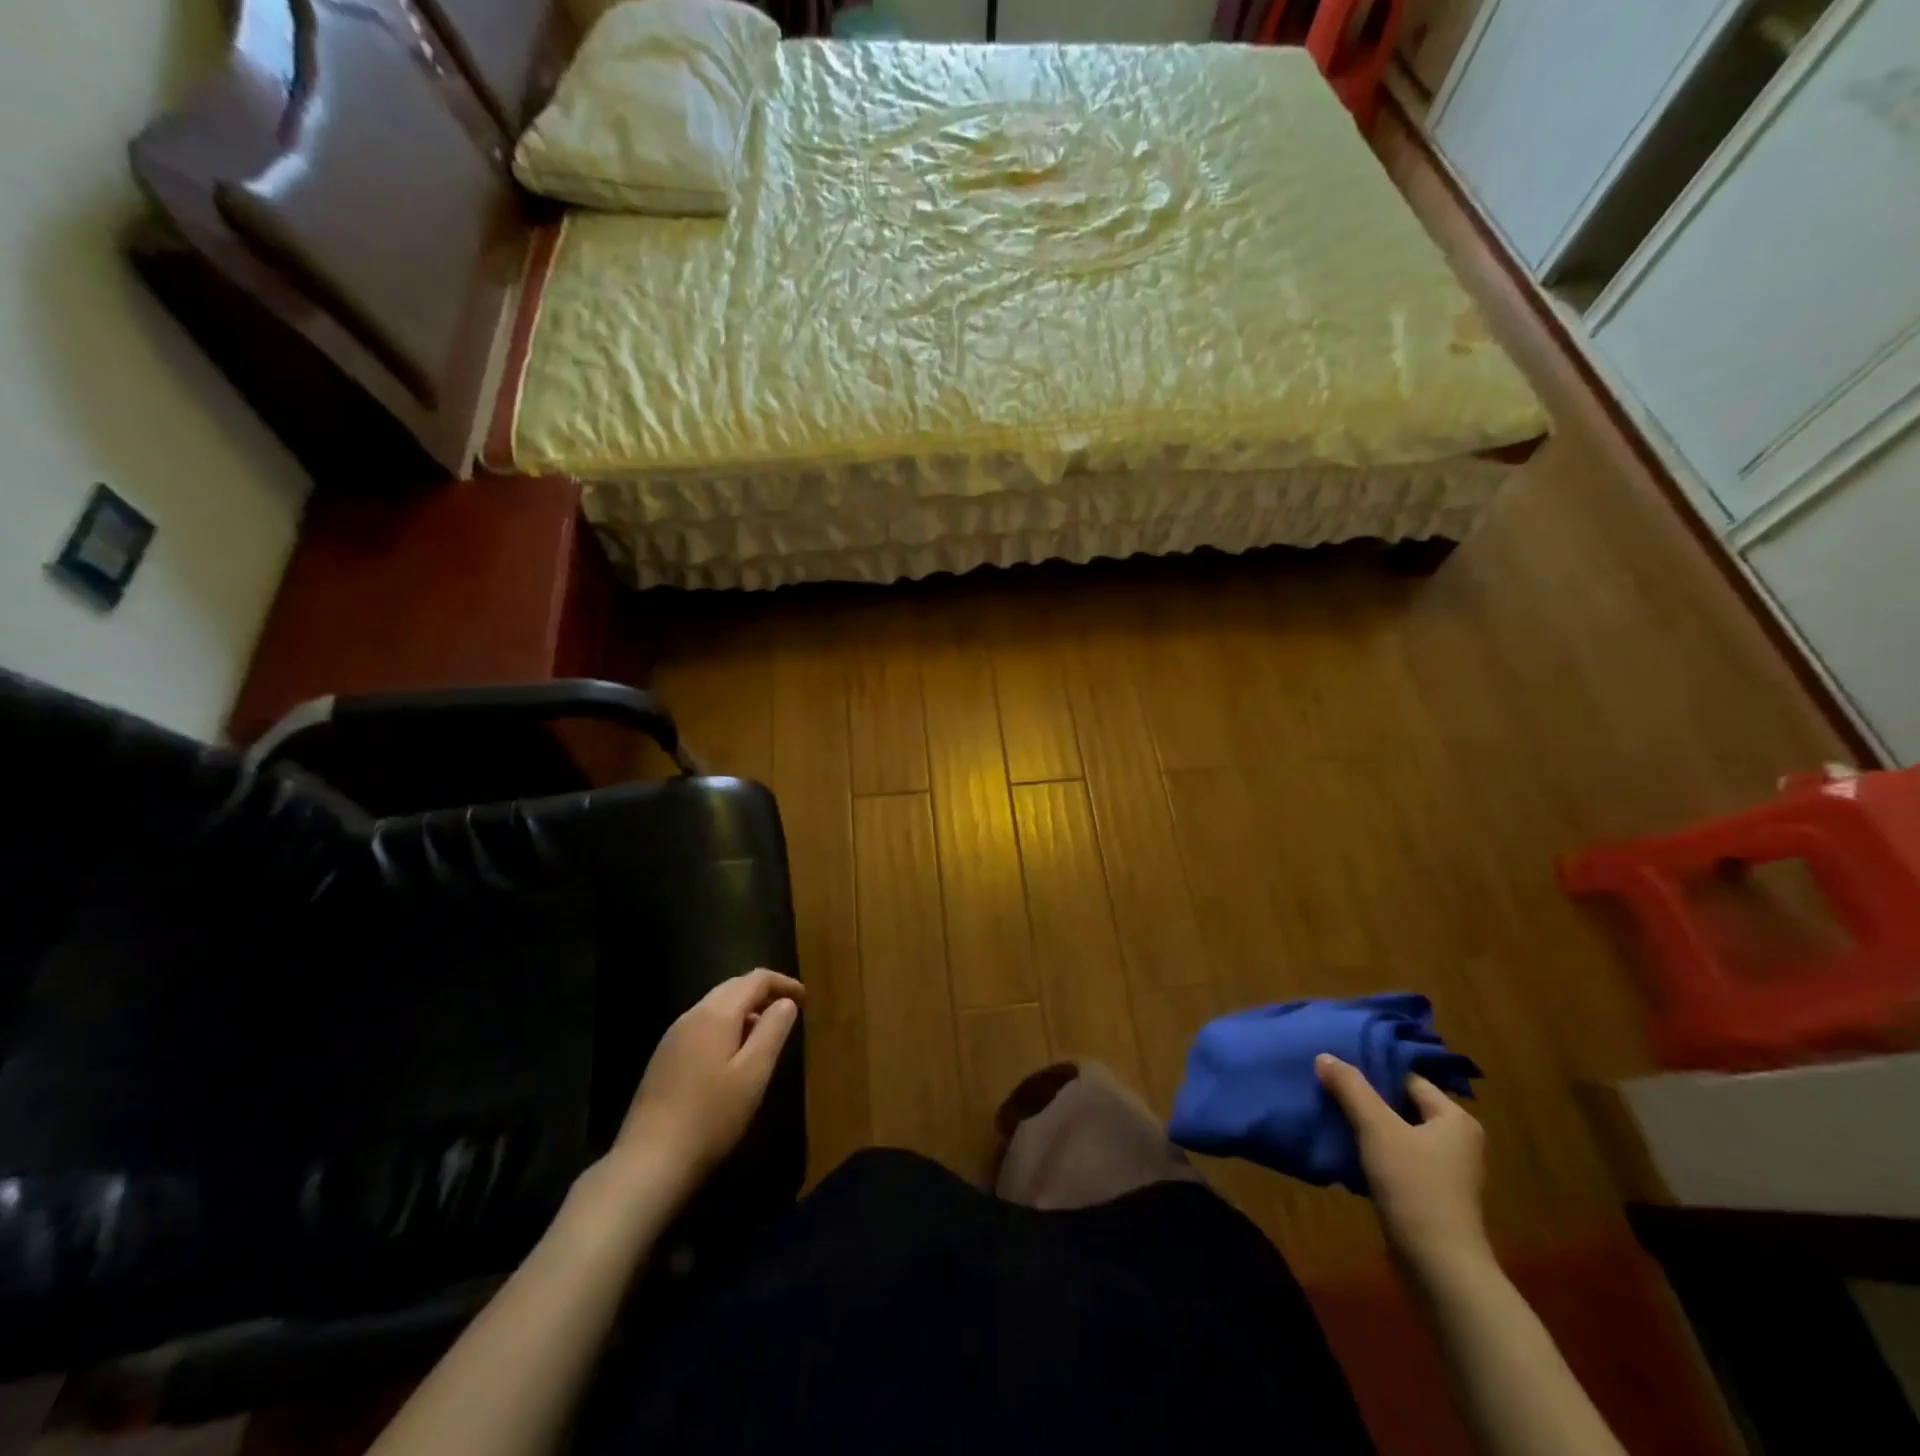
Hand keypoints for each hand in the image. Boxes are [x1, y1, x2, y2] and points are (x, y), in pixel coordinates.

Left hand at [611, 969, 803, 1195]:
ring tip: (766, 1033)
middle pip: (733, 987)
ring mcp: (673, 1037)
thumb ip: (773, 1031)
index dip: (783, 983)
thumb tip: (785, 1002)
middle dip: (764, 993)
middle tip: (789, 1010)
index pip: (755, 979)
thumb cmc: (711, 1116)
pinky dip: (726, 1026)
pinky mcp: (664, 1058)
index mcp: (716, 1013)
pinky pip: (702, 1026)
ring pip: (716, 1006)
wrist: (648, 1162)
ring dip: (745, 1010)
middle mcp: (692, 1015)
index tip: (805, 999)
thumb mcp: (754, 1073)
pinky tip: (733, 1056)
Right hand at [1316, 1054, 1489, 1273]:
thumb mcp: (1377, 1129)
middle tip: (1327, 1087)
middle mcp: (1457, 1141)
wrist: (1440, 1269)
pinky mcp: (1431, 1196)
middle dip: (1365, 1098)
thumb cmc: (1415, 1187)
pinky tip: (1345, 1151)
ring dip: (1366, 1127)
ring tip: (1329, 1115)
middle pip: (1401, 1105)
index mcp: (1455, 1119)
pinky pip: (1397, 1160)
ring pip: (1397, 1134)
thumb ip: (1351, 1088)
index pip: (1408, 1079)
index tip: (1336, 1066)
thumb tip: (1325, 1055)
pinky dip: (1373, 1153)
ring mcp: (1446, 1172)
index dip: (1372, 1070)